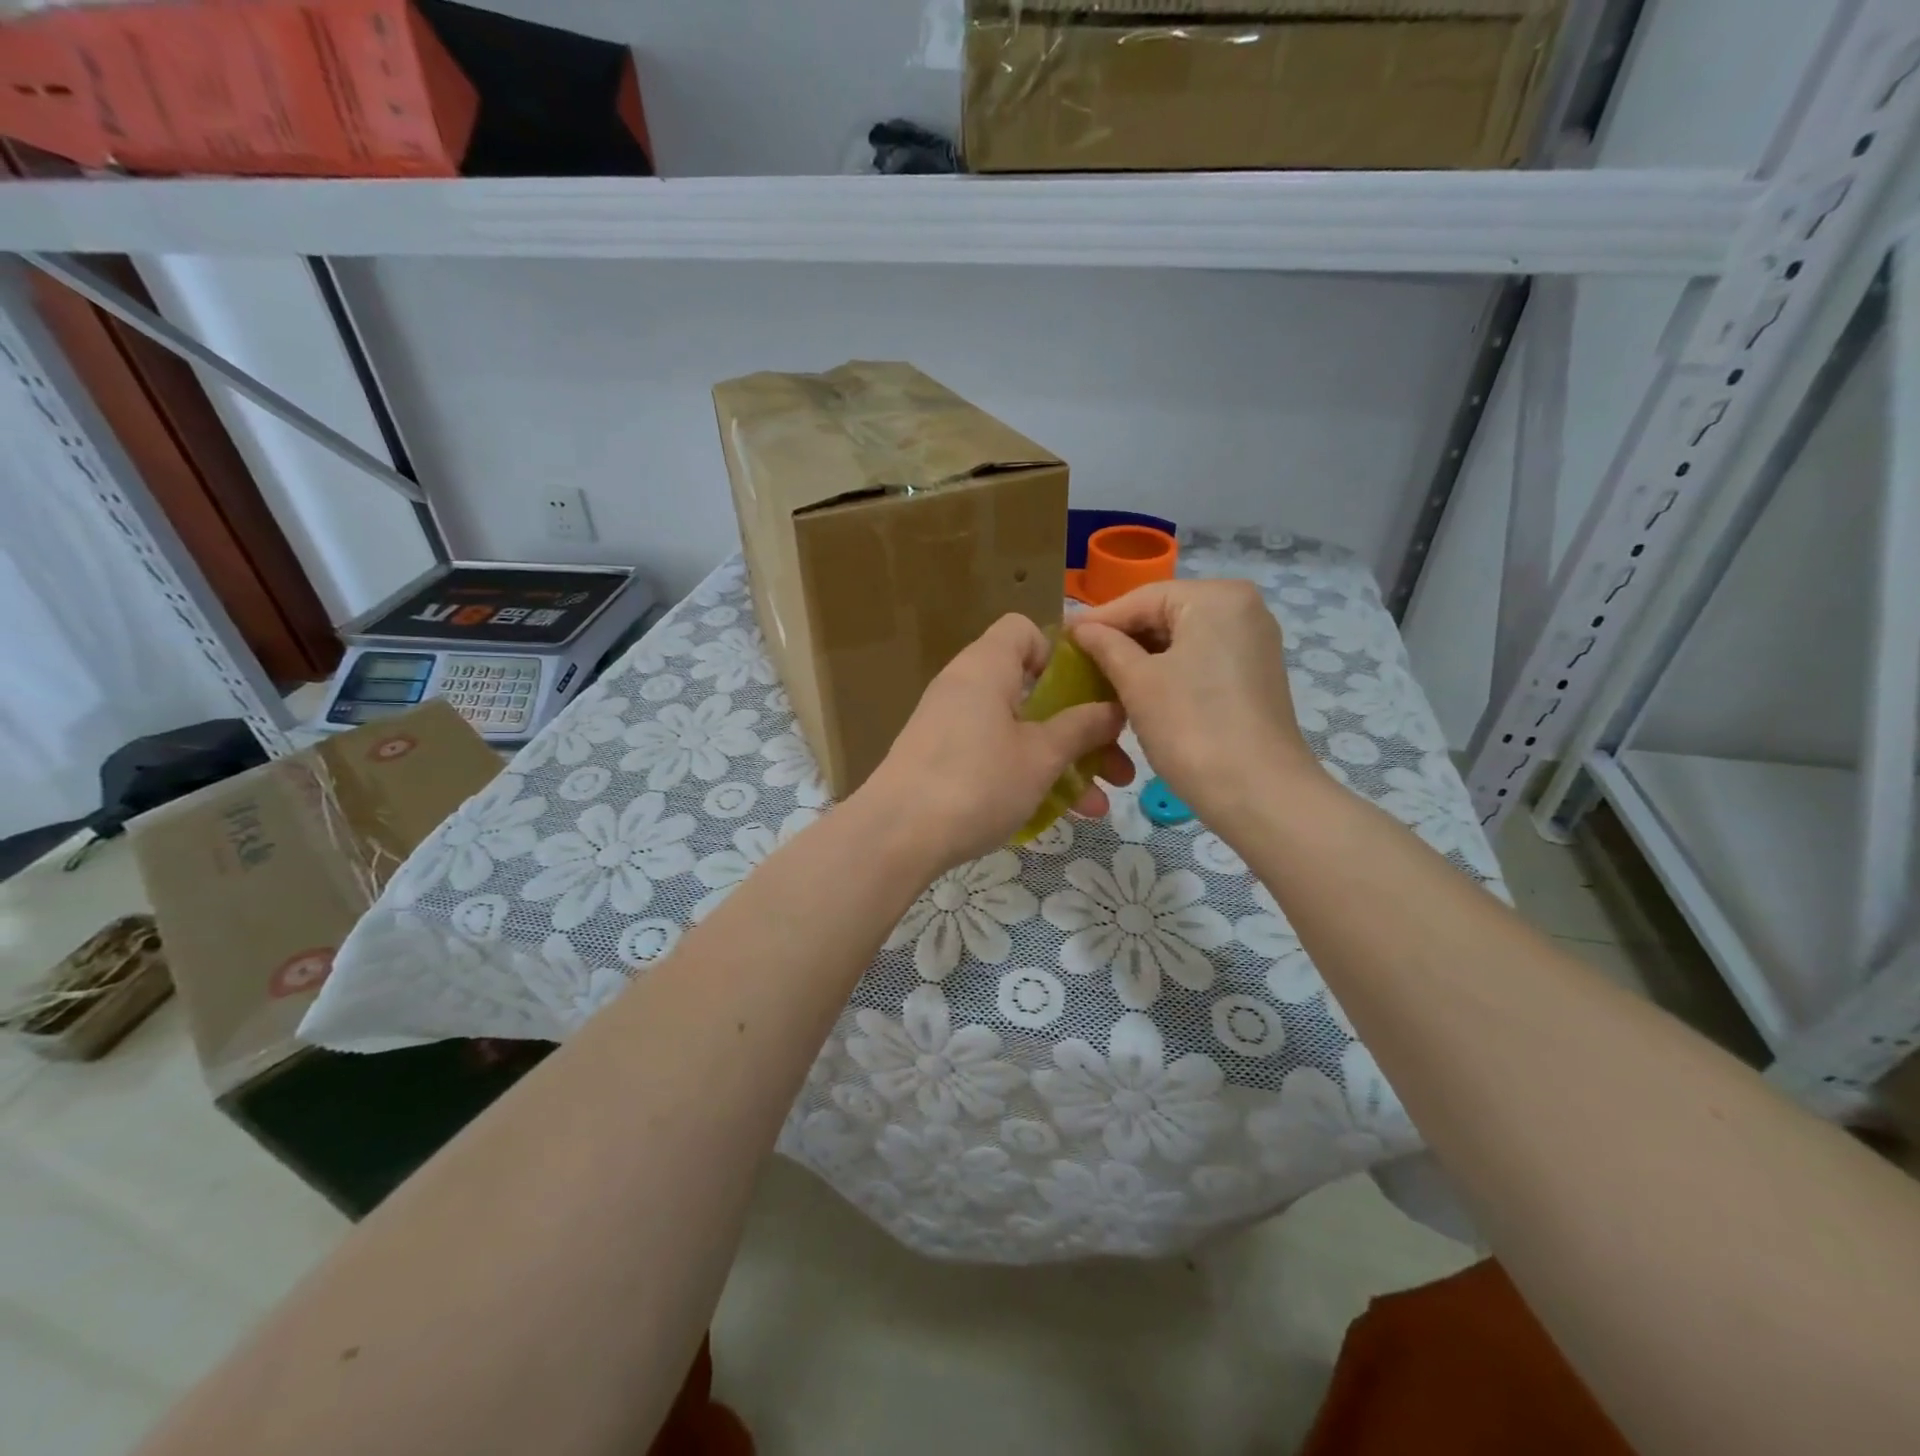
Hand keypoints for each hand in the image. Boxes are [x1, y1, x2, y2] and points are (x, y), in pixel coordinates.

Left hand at [859, 614, 1133, 870]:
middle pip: (1032, 690)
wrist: (895, 836)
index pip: (1024, 630)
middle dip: (1080, 727)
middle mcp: (965, 687)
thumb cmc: (977, 782)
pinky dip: (1025, 775)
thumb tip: (1112, 708)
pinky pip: (994, 755)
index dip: (1061, 653)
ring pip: (1018, 730)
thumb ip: (1081, 728)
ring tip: (1098, 806)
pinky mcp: (940, 760)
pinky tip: (1057, 815)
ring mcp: (949, 725)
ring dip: (1061, 762)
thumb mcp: (1041, 757)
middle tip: (1116, 765)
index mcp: (986, 667)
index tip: (1088, 692)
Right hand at [1071, 580, 1315, 827]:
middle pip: (1164, 615)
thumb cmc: (1192, 728)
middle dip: (1121, 640)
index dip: (1098, 620)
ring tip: (1101, 681)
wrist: (1258, 793)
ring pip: (1180, 640)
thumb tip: (1079, 627)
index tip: (1061, 639)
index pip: (1142, 598)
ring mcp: (1252, 642)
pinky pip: (1199, 660)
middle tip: (1078, 664)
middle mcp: (1242, 608)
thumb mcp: (1138, 682)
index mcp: (1217, 597)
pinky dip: (1167, 673)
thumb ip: (1105, 646)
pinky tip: (1137, 694)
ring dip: (1140, 660)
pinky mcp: (1253, 674)